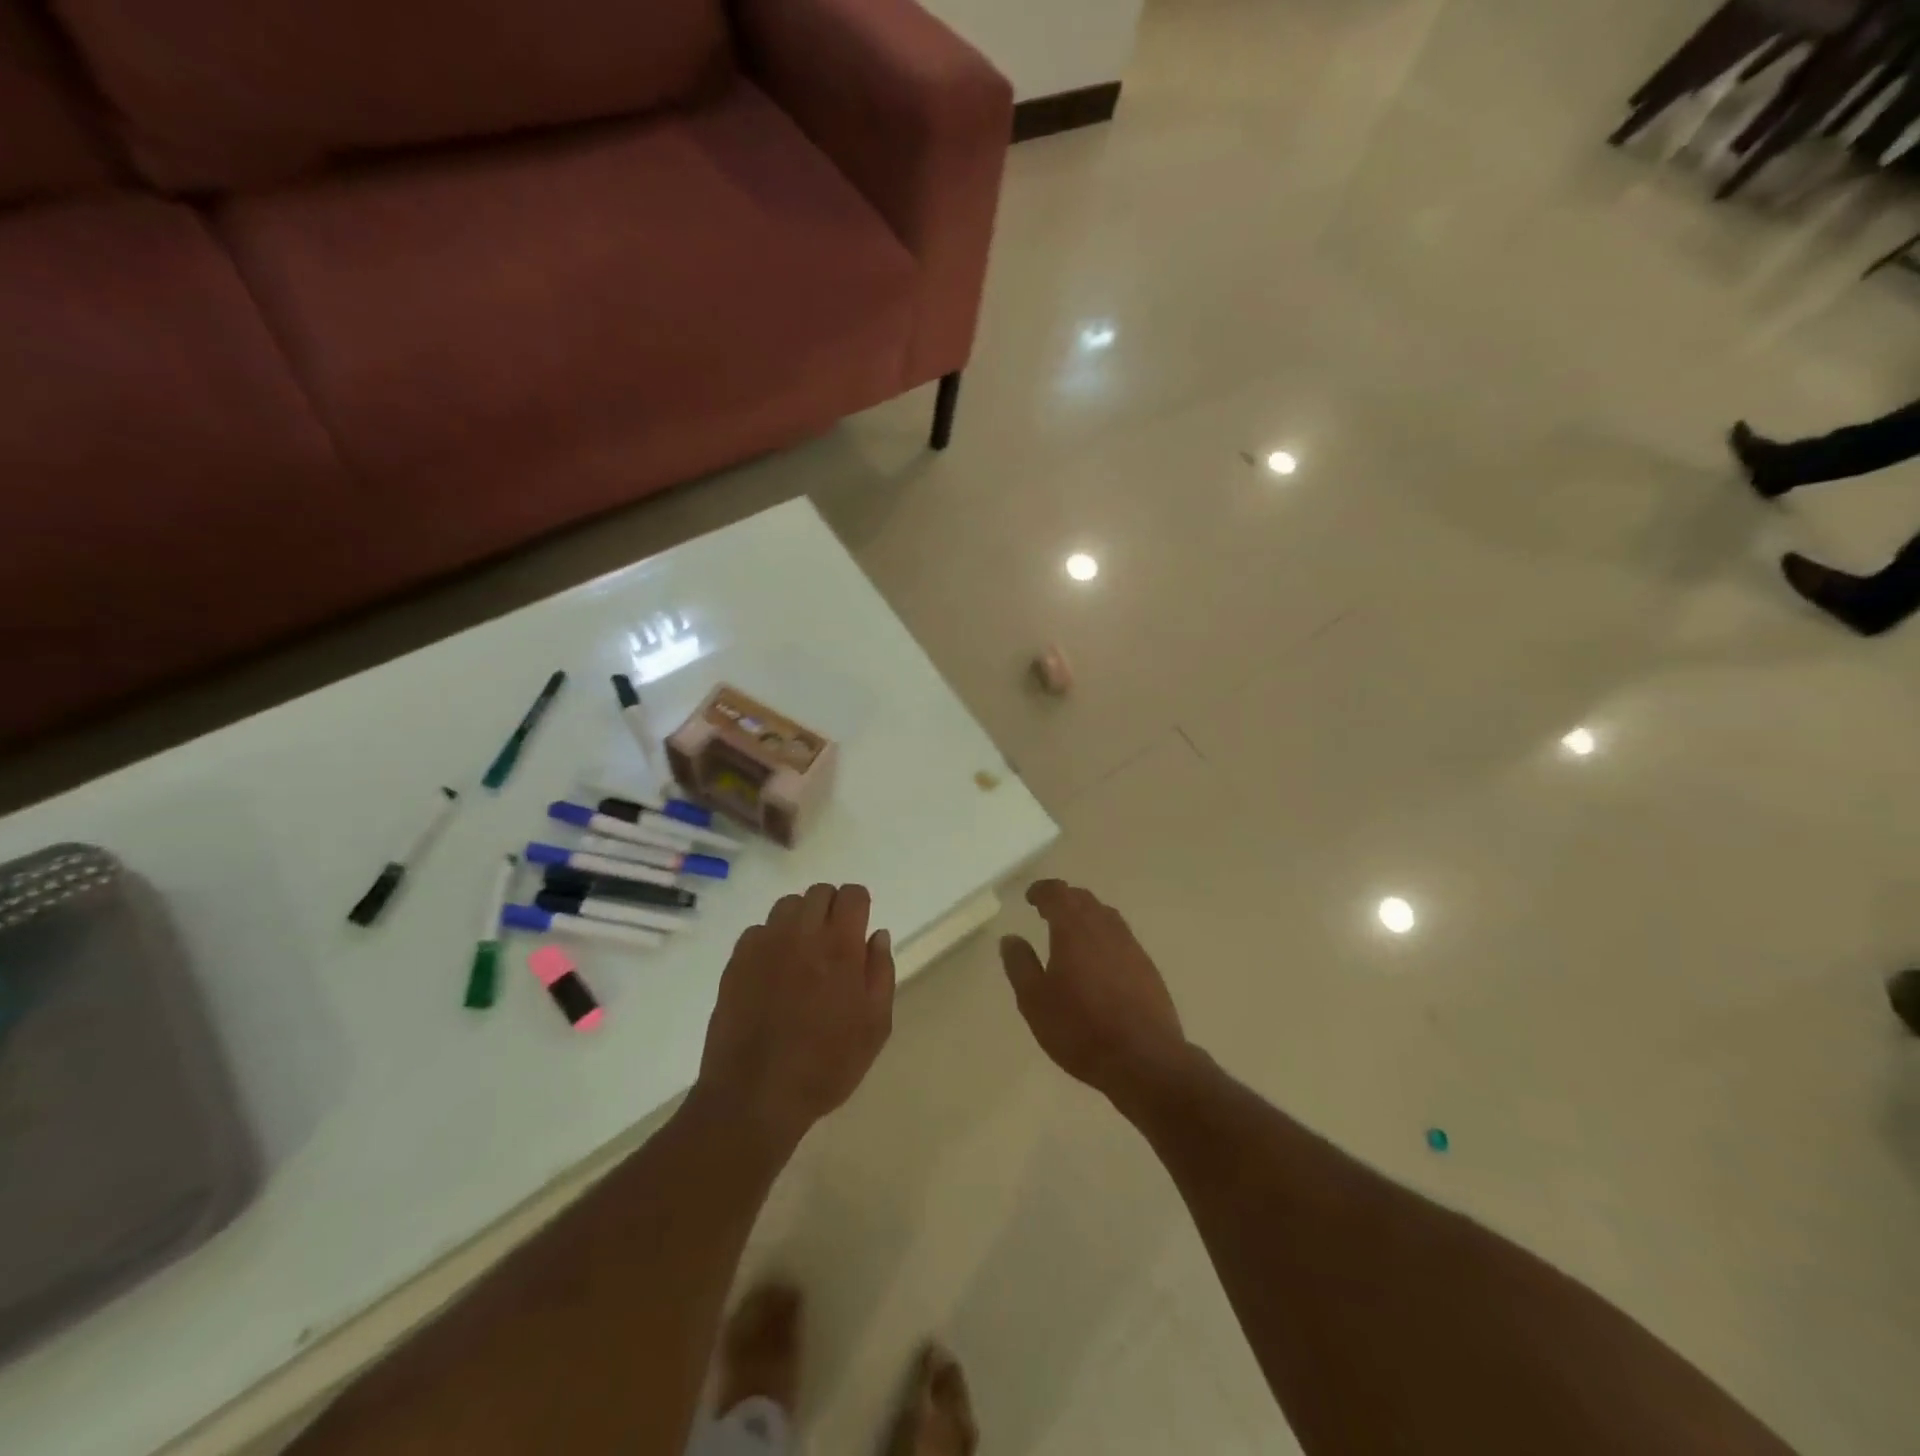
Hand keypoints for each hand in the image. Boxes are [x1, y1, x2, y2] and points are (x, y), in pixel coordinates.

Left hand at [697, 883, 894, 1148]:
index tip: (859, 926)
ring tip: (803, 953)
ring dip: (801, 919)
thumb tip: (877, 935)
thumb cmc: (826, 1065)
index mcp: (841, 946)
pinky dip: (771, 939)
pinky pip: (758, 930)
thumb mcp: (875, 1027)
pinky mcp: (736, 961)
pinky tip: (773, 970)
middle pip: (819, 892)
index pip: (852, 894)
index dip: (859, 905)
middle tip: (834, 942)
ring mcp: (764, 945)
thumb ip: (881, 973)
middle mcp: (802, 934)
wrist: (756, 1096)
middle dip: (832, 908)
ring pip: (787, 905)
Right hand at [1000, 880, 1193, 1110]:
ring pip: (1106, 916)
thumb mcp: (1034, 1000)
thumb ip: (1020, 965)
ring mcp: (1131, 946)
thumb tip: (1010, 938)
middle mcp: (1105, 928)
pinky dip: (1104, 937)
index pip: (1057, 893)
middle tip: (1048, 911)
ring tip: (1072, 932)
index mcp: (1074, 929)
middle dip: (1064, 900)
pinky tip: (1100, 960)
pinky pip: (1121, 938)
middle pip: (1084, 900)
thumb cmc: (1080, 1028)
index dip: (1042, 891)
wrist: (1144, 1059)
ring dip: (1087, 915)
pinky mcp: (1147, 967)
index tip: (1031, 897)